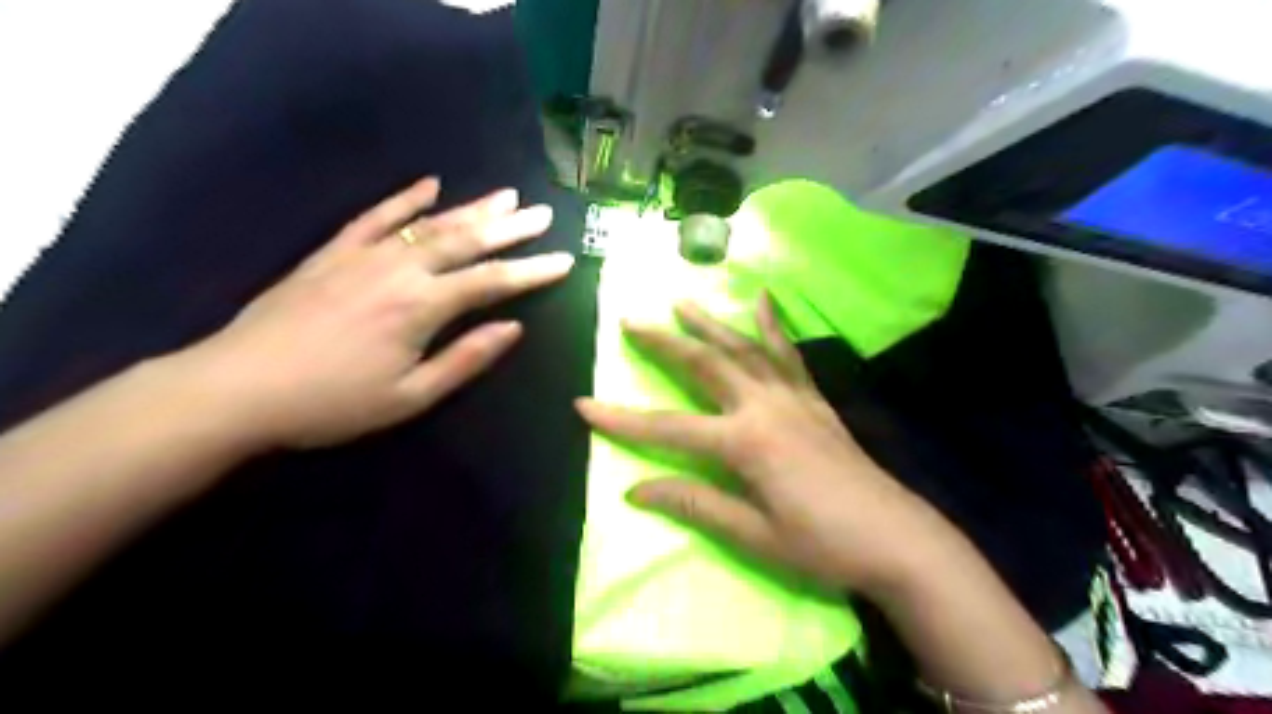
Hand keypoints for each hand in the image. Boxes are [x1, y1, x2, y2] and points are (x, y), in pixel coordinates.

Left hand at [182, 177, 573, 447]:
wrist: (237, 388)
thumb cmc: (333, 403)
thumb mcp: (410, 397)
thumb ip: (465, 359)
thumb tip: (513, 328)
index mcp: (421, 307)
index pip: (492, 281)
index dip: (532, 271)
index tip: (564, 260)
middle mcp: (400, 269)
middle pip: (466, 241)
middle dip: (510, 228)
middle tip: (543, 214)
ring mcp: (363, 255)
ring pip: (429, 224)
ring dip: (472, 208)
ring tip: (506, 195)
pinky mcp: (332, 253)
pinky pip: (375, 216)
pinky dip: (405, 199)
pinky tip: (429, 184)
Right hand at [575, 292, 953, 592]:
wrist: (897, 539)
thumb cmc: (822, 544)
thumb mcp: (753, 534)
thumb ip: (695, 504)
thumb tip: (635, 490)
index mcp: (745, 443)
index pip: (668, 428)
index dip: (622, 420)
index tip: (582, 404)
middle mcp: (765, 406)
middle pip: (704, 365)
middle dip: (663, 342)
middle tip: (630, 318)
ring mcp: (793, 397)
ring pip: (743, 348)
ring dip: (709, 323)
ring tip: (681, 300)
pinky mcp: (815, 399)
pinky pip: (789, 354)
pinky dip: (772, 325)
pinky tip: (763, 299)